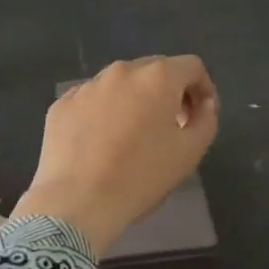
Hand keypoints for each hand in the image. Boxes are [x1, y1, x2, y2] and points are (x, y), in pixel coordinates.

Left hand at [16, 56, 219, 256]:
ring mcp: (87, 86)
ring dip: (134, 100)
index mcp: (157, 77)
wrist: (76, 201)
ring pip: (120, 84)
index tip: (200, 115)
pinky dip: (103, 113)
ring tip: (133, 136)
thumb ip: (206, 120)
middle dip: (169, 92)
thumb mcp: (190, 152)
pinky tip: (101, 143)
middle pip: (154, 70)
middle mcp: (121, 71)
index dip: (202, 88)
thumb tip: (203, 104)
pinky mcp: (61, 104)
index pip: (191, 67)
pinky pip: (92, 100)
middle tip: (172, 125)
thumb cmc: (141, 176)